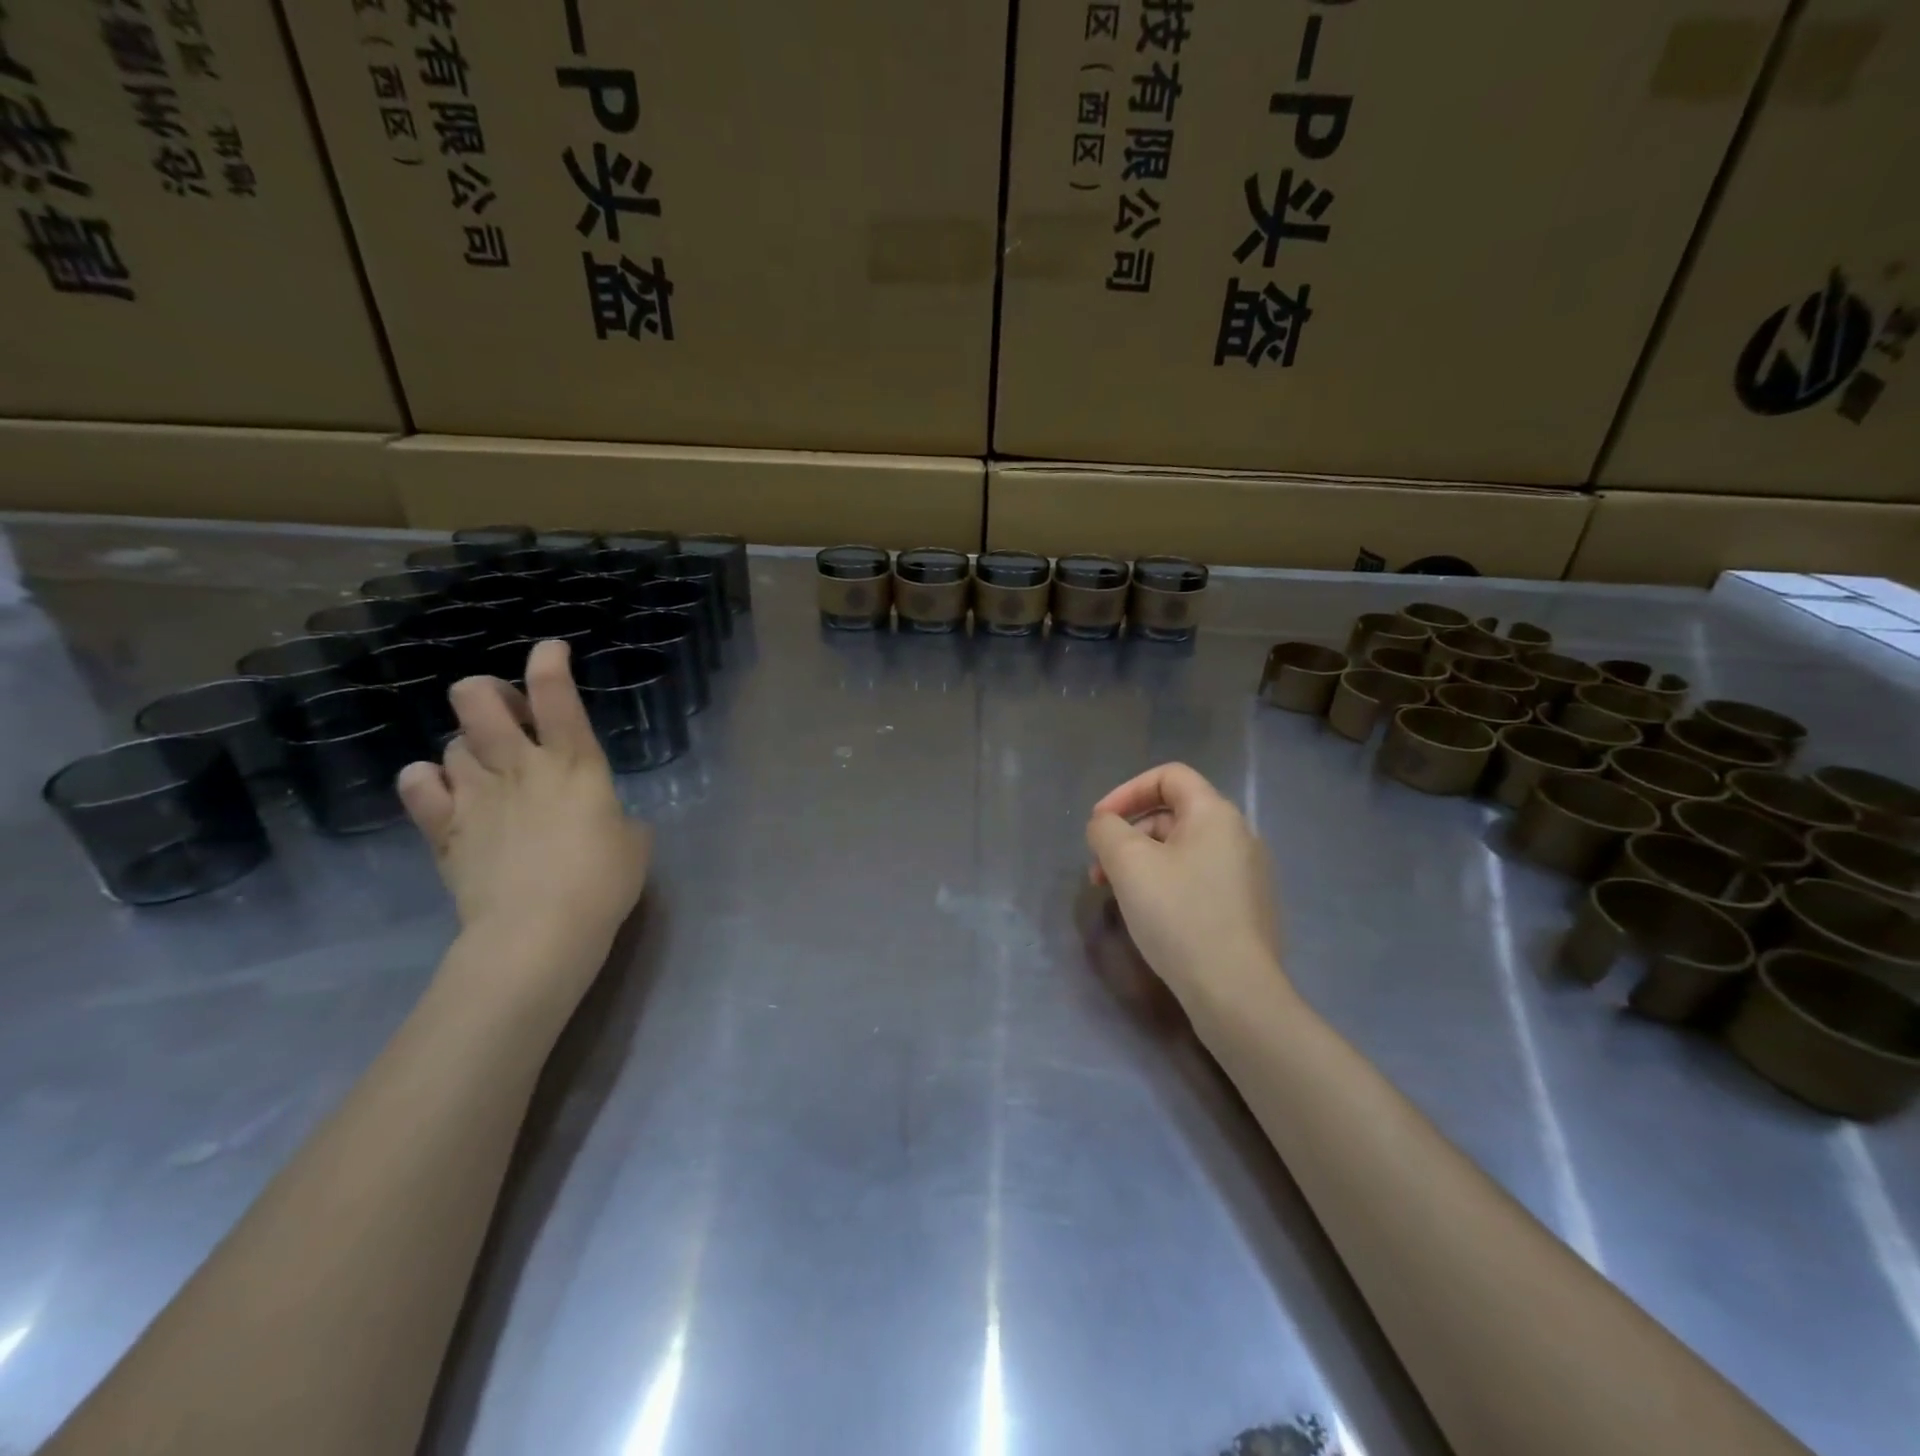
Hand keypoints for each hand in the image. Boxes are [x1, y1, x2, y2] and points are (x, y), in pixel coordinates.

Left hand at [397, 640, 650, 979]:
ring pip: (451, 741)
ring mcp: (475, 795)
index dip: (550, 662)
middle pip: (478, 699)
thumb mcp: (634, 842)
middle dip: (489, 693)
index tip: (552, 650)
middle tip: (510, 717)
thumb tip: (601, 815)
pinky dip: (428, 780)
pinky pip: (418, 783)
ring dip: (469, 746)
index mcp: (575, 763)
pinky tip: (446, 793)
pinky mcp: (443, 829)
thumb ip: (615, 815)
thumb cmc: (602, 883)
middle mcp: (519, 765)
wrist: (538, 932)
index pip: (556, 695)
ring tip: (485, 769)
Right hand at [1085, 763, 1285, 1012]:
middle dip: (1128, 835)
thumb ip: (1106, 830)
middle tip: (1099, 870)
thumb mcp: (1128, 863)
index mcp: (1215, 814)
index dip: (1127, 791)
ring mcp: (1246, 874)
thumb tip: (1105, 825)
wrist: (1236, 992)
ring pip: (1182, 850)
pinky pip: (1197, 878)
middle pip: (1172, 814)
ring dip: (1142, 862)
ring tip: (1117, 896)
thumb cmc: (1179, 915)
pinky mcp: (1246, 907)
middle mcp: (1238, 835)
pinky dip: (1165, 884)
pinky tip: (1149, 916)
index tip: (1100, 824)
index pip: (1168, 776)